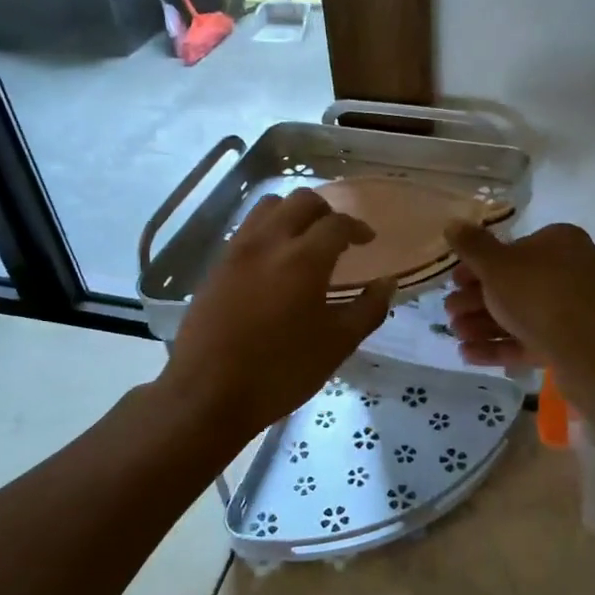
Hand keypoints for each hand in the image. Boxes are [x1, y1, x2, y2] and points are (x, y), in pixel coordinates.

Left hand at [159, 189, 392, 438]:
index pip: (337, 223)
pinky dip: (268, 229)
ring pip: (268, 207)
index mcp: (304, 259)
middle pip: (301, 201)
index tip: (368, 240)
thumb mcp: (337, 345)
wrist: (207, 393)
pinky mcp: (217, 265)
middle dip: (326, 211)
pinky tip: (274, 261)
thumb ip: (368, 309)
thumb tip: (387, 283)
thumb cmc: (280, 372)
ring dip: (292, 213)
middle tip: (337, 235)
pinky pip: (247, 228)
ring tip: (304, 240)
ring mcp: (237, 250)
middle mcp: (269, 242)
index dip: (358, 227)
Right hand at [442, 222, 594, 370]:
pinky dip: (499, 345)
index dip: (478, 265)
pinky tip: (468, 354)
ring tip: (455, 335)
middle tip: (449, 312)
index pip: (513, 248)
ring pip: (519, 314)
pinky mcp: (571, 343)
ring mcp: (573, 310)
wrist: (589, 351)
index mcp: (560, 242)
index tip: (455, 280)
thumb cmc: (539, 295)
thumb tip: (453, 223)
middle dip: (476, 300)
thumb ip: (472, 246)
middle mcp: (570, 271)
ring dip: (483, 324)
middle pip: (513, 284)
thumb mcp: (497, 265)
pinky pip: (529, 339)